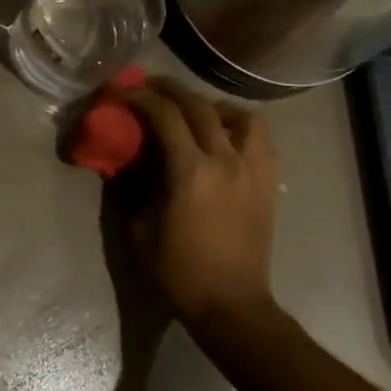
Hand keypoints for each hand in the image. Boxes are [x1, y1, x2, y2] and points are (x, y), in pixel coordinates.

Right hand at [123, 77, 280, 331]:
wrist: (231, 304)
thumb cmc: (178, 271)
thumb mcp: (140, 228)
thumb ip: (135, 185)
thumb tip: (129, 158)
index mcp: (191, 172)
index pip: (165, 116)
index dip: (140, 97)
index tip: (122, 92)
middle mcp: (226, 161)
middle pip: (200, 106)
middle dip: (171, 89)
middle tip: (149, 86)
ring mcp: (254, 170)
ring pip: (242, 116)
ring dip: (214, 106)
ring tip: (196, 112)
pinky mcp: (269, 183)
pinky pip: (260, 140)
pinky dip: (240, 128)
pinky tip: (223, 139)